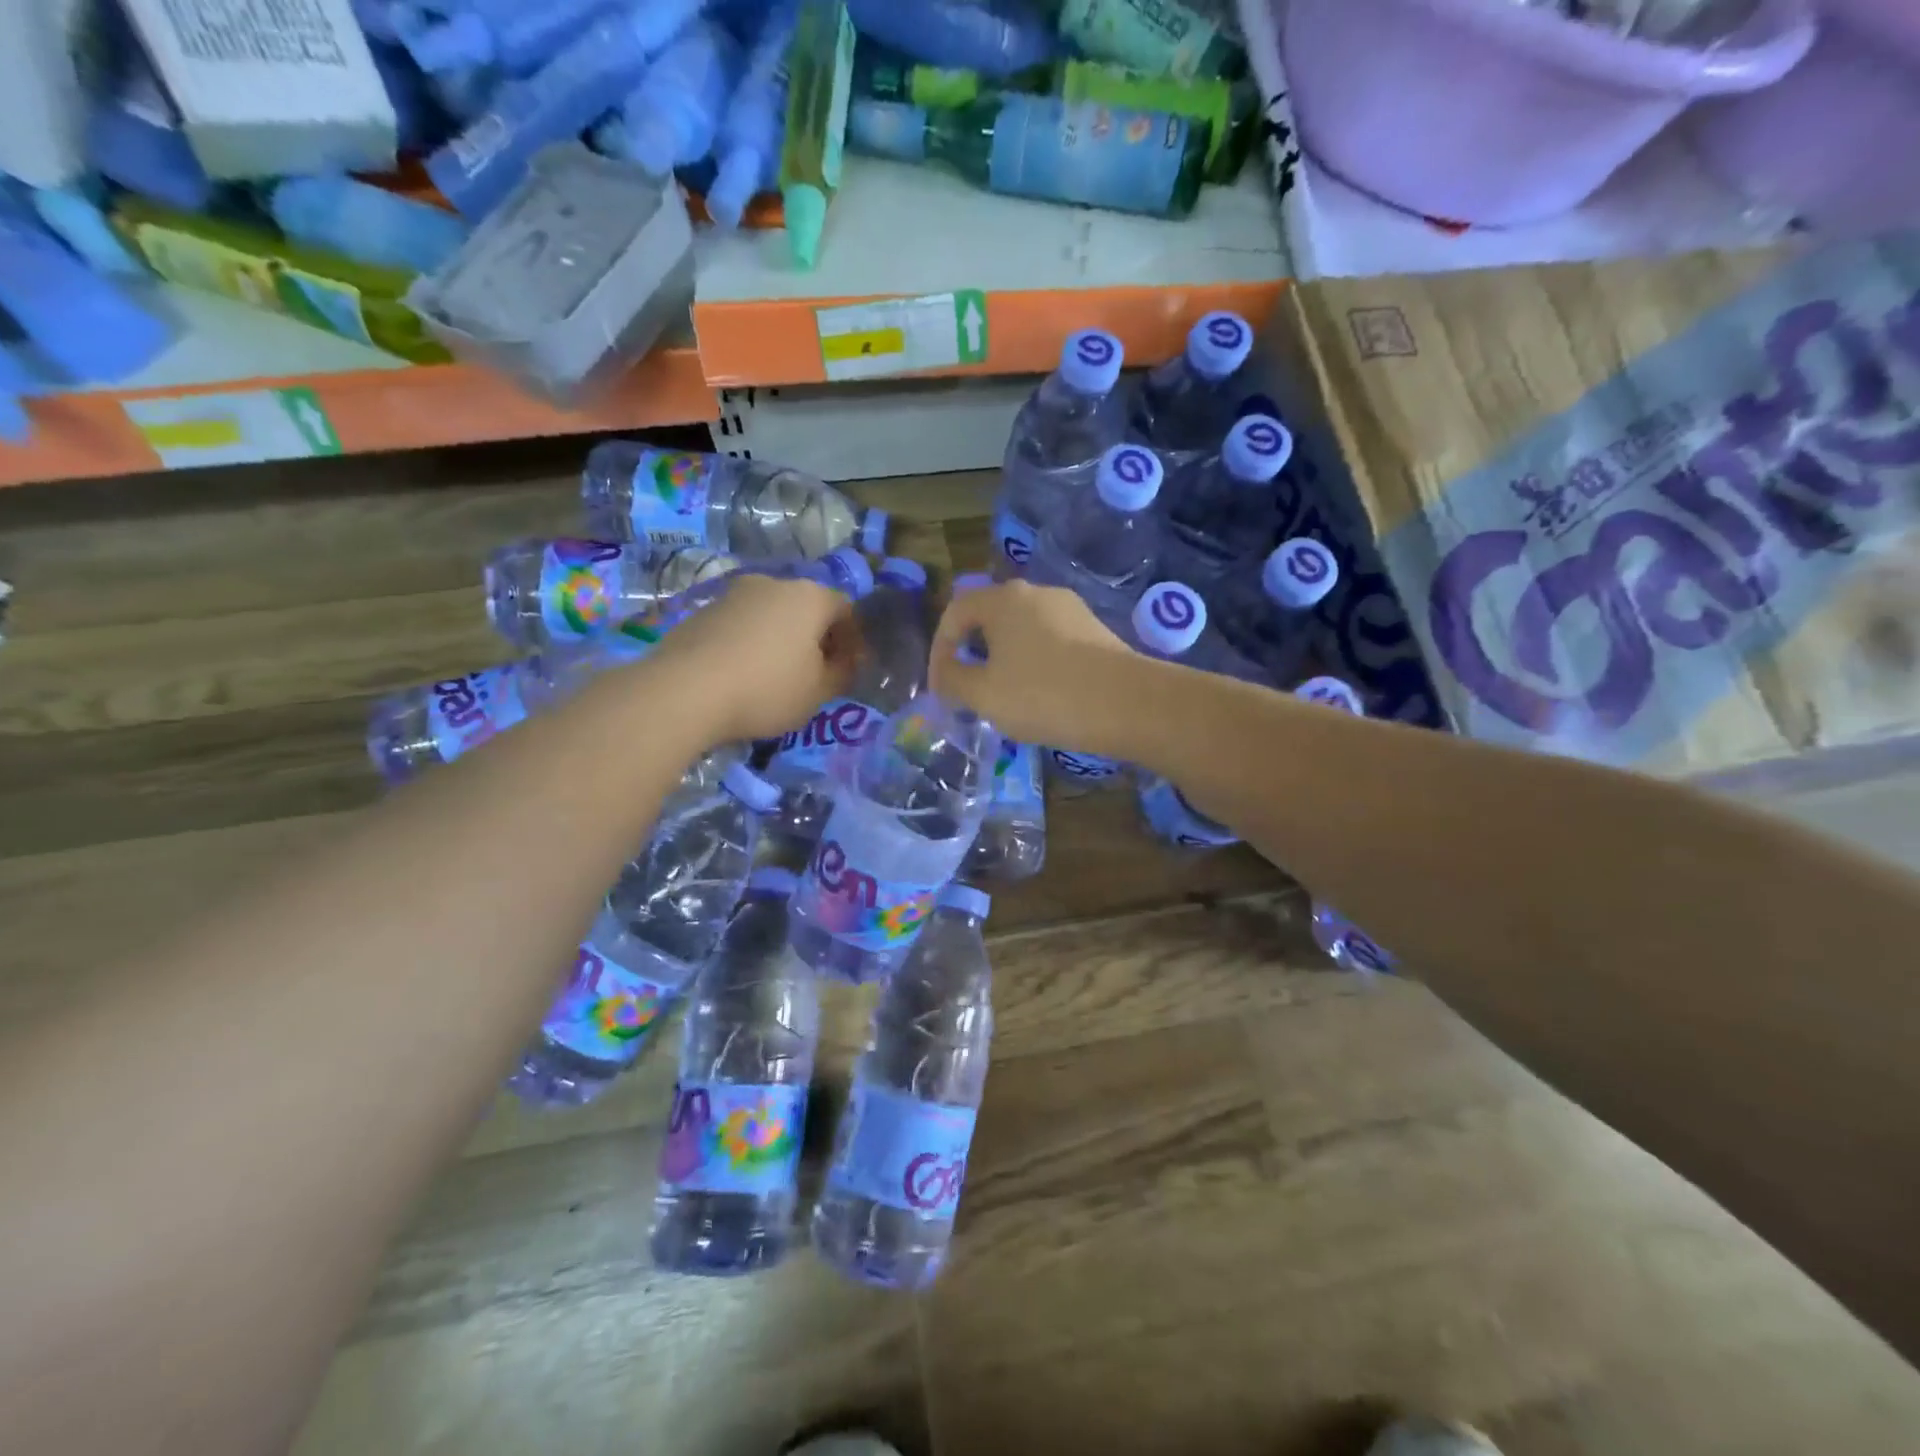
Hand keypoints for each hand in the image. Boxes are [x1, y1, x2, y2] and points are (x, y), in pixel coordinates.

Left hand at [650, 574, 859, 741]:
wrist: (684, 691)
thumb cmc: (767, 689)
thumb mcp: (818, 692)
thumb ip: (842, 674)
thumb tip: (845, 662)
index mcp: (810, 597)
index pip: (846, 610)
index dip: (853, 640)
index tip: (849, 669)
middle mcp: (773, 584)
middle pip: (806, 608)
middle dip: (816, 637)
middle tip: (816, 673)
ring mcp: (734, 594)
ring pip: (771, 615)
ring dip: (781, 639)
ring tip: (777, 677)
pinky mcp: (702, 611)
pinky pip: (741, 626)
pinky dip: (751, 644)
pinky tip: (743, 675)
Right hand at [929, 580, 1138, 755]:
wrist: (1126, 704)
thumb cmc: (1043, 695)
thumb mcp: (983, 694)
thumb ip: (953, 680)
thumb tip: (945, 673)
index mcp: (1003, 599)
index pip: (955, 612)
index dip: (939, 650)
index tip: (940, 687)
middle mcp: (1036, 593)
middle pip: (989, 618)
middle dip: (972, 654)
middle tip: (967, 691)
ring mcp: (1070, 609)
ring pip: (1021, 631)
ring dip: (1003, 661)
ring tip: (1003, 698)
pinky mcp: (1094, 630)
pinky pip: (1049, 642)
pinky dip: (1033, 664)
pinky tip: (1041, 696)